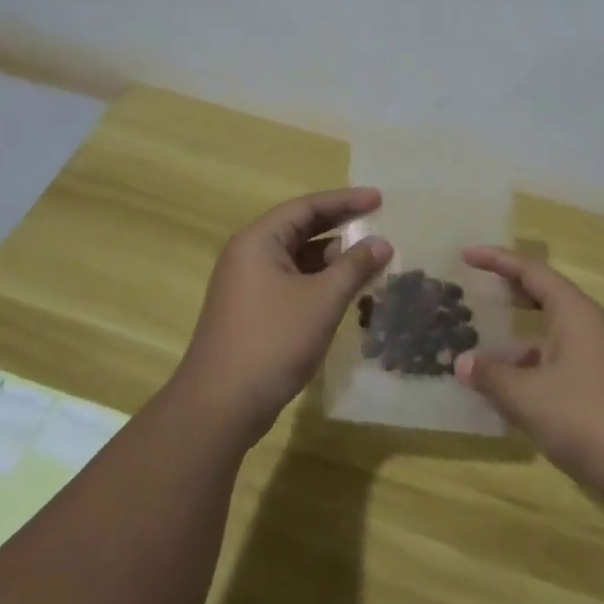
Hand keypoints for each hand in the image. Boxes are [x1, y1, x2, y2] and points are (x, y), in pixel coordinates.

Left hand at [177, 188, 392, 441]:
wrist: (221, 404)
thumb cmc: (272, 341)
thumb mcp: (322, 300)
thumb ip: (354, 267)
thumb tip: (382, 242)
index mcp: (258, 241)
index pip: (306, 208)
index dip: (345, 201)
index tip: (379, 199)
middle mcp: (249, 255)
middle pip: (300, 230)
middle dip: (340, 228)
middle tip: (379, 224)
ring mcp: (249, 285)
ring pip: (298, 260)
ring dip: (333, 259)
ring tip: (371, 261)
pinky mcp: (254, 312)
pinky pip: (293, 283)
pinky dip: (320, 283)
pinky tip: (347, 292)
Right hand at [456, 246, 603, 519]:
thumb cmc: (589, 420)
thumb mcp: (529, 397)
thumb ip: (491, 376)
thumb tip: (461, 362)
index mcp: (577, 314)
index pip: (532, 272)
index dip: (498, 260)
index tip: (467, 254)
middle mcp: (593, 330)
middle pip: (545, 301)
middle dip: (510, 297)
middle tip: (475, 294)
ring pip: (551, 342)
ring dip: (516, 349)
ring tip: (478, 364)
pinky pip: (561, 370)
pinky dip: (532, 375)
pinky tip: (510, 400)